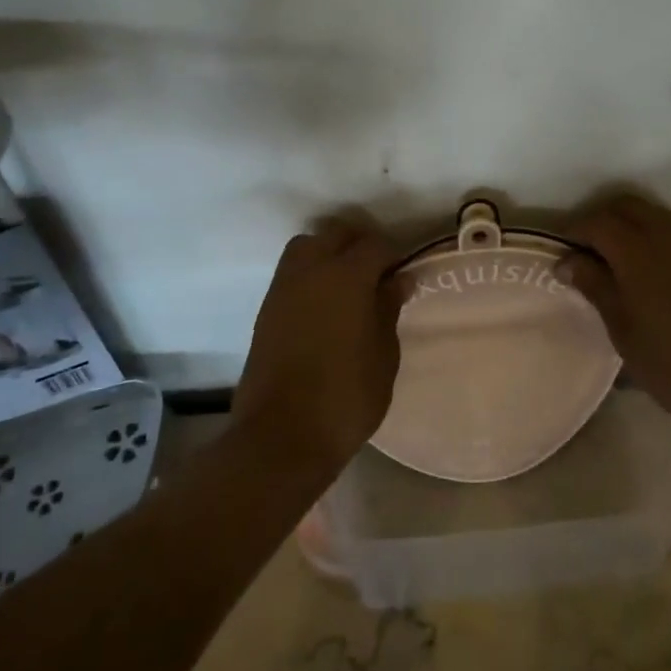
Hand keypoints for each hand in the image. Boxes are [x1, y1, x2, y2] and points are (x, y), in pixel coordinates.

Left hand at [234, 215, 400, 469]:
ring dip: (329, 252)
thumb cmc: (346, 397)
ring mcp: (283, 287)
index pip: (374, 245)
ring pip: (307, 246)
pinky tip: (325, 303)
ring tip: (349, 284)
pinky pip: (291, 272)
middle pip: (336, 234)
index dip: (392, 254)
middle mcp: (311, 270)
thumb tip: (398, 279)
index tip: (403, 273)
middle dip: (359, 243)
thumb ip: (388, 310)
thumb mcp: (383, 355)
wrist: (281, 436)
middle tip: (378, 271)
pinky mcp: (266, 309)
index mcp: (346, 276)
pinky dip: (310, 273)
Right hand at [562, 194, 670, 444]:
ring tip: (619, 264)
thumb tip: (568, 261)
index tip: (560, 249)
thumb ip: (596, 288)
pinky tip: (657, 275)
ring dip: (632, 228)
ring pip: (656, 217)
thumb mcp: (625, 333)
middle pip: (627, 207)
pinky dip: (659, 240)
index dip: (574, 230)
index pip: (597, 222)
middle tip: (587, 252)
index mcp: (639, 252)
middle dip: (602, 221)